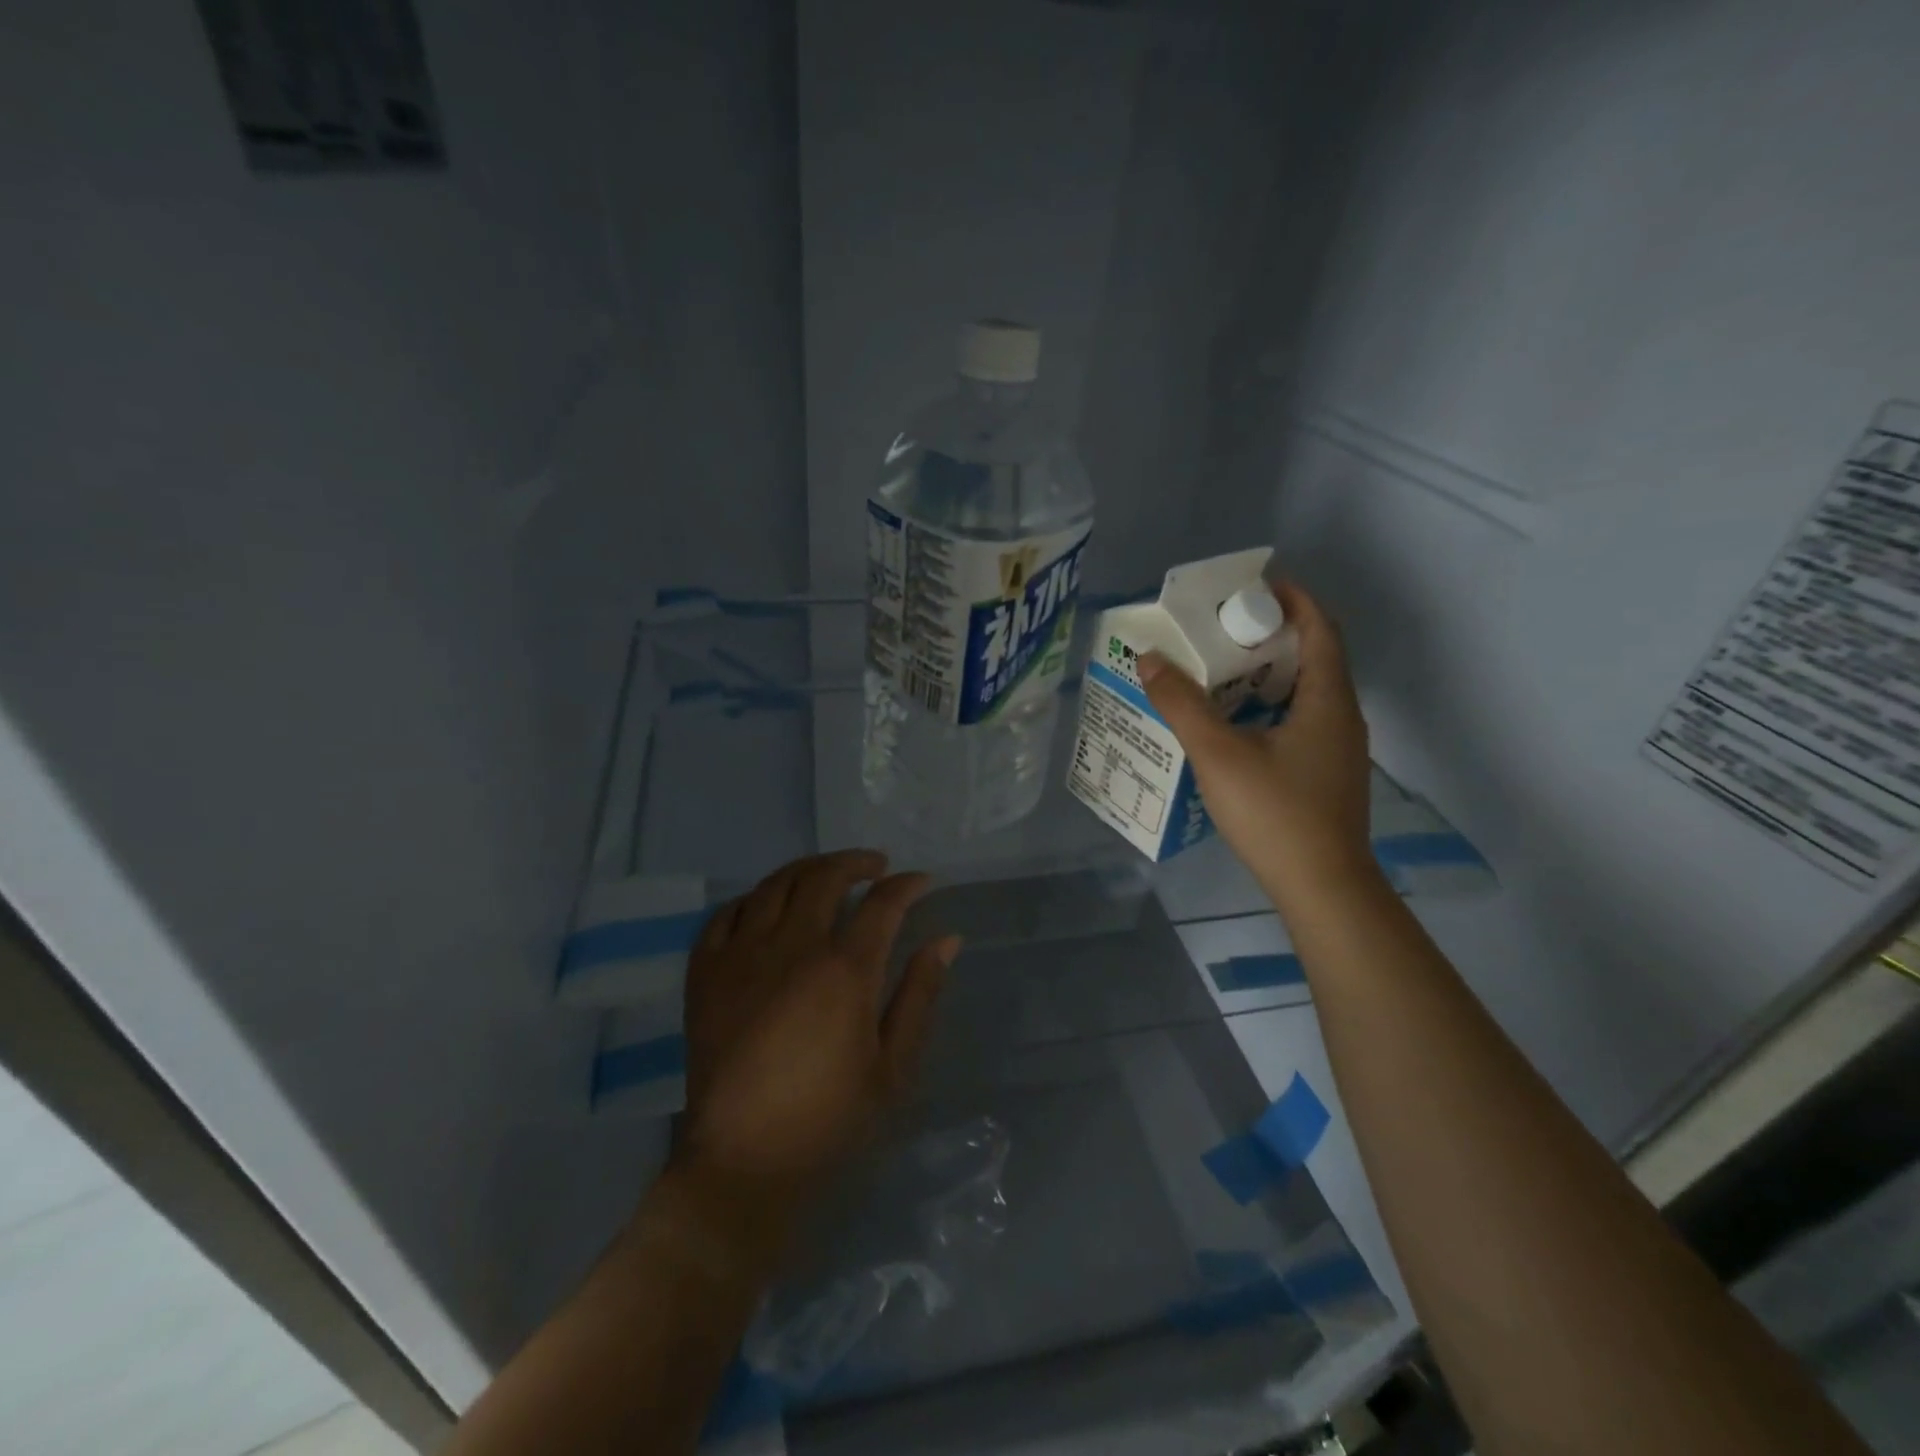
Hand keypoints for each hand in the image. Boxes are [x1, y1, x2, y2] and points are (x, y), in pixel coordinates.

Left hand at [676, 850, 958, 1205]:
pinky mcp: (705, 974)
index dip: (907, 885)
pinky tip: (767, 906)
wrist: (743, 1163)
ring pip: (775, 884)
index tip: (922, 882)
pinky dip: (753, 898)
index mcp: (844, 972)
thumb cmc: (829, 1120)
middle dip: (856, 862)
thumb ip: (920, 994)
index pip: (882, 904)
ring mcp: (742, 956)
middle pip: (825, 878)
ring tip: (827, 875)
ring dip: (808, 870)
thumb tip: (947, 940)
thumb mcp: (893, 1066)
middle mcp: (792, 949)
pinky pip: (726, 914)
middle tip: (876, 866)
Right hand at [1140, 581, 1377, 905]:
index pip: (1319, 627)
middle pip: (1314, 655)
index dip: (1292, 598)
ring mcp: (1338, 748)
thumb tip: (1149, 658)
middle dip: (1271, 633)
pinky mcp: (1327, 773)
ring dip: (1269, 671)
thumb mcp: (1218, 754)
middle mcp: (1342, 715)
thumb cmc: (1275, 814)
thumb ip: (1182, 704)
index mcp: (1328, 699)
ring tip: (1221, 669)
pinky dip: (1271, 703)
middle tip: (1222, 628)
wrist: (1322, 888)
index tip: (1252, 585)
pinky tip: (1236, 722)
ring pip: (1307, 691)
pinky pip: (1302, 718)